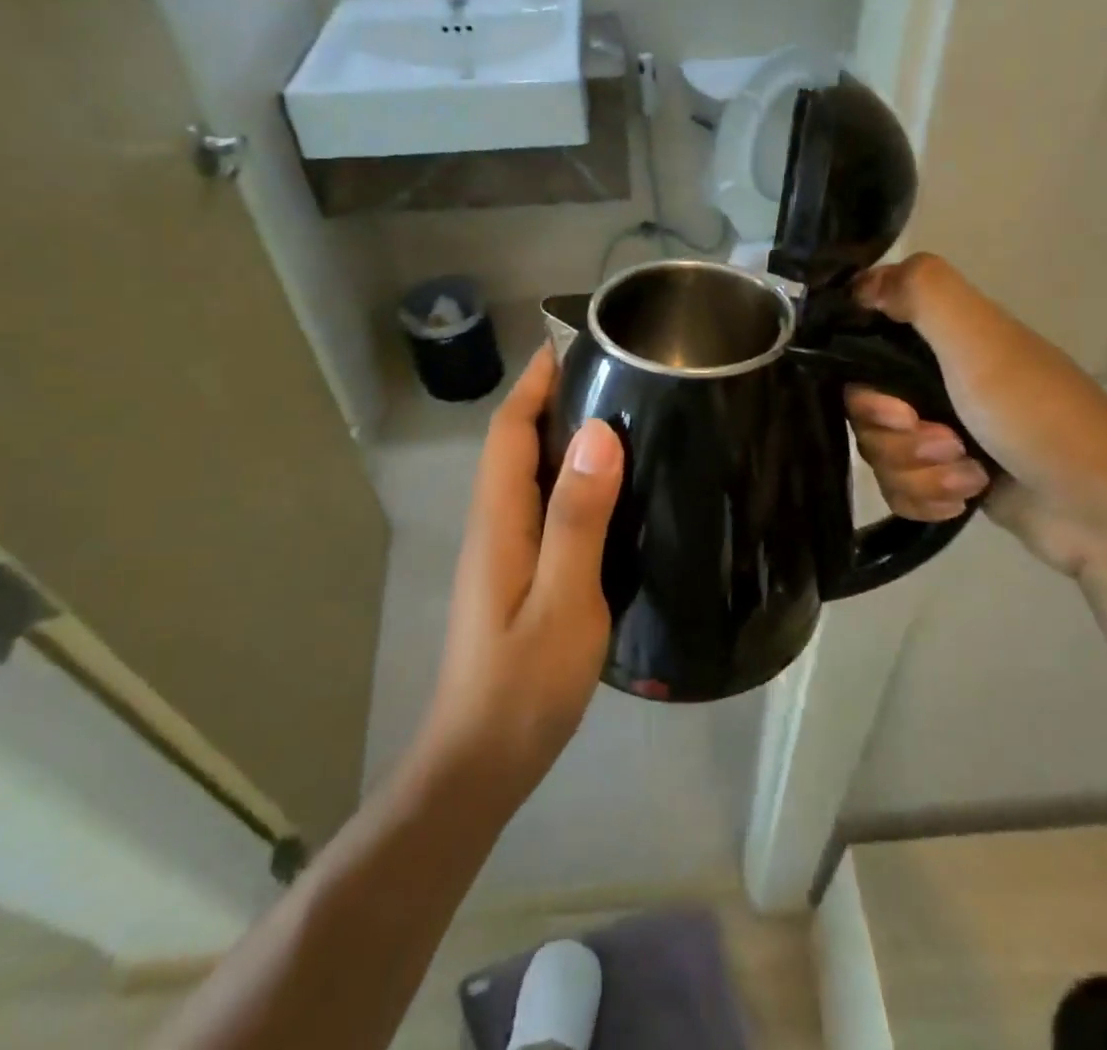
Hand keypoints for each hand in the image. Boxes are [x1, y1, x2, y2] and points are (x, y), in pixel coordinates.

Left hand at [419, 347, 623, 801]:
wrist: (481, 762)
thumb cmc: (524, 685)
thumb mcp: (564, 600)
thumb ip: (578, 518)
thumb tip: (597, 433)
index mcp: (500, 520)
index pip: (511, 430)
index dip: (535, 382)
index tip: (573, 344)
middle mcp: (495, 524)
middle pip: (517, 443)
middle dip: (553, 398)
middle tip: (616, 374)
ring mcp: (504, 551)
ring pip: (530, 473)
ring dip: (564, 436)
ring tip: (624, 415)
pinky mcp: (519, 573)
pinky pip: (544, 505)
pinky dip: (572, 479)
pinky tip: (613, 489)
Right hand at [845, 254, 1106, 579]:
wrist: (1105, 513)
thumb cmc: (1040, 417)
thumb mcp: (982, 342)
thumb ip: (924, 293)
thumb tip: (861, 282)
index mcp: (946, 340)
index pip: (867, 341)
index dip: (863, 376)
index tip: (891, 402)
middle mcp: (939, 380)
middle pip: (865, 407)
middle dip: (896, 436)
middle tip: (944, 442)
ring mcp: (943, 432)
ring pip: (880, 452)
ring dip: (919, 472)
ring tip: (970, 477)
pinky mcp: (948, 478)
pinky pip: (899, 488)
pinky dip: (926, 498)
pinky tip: (962, 501)